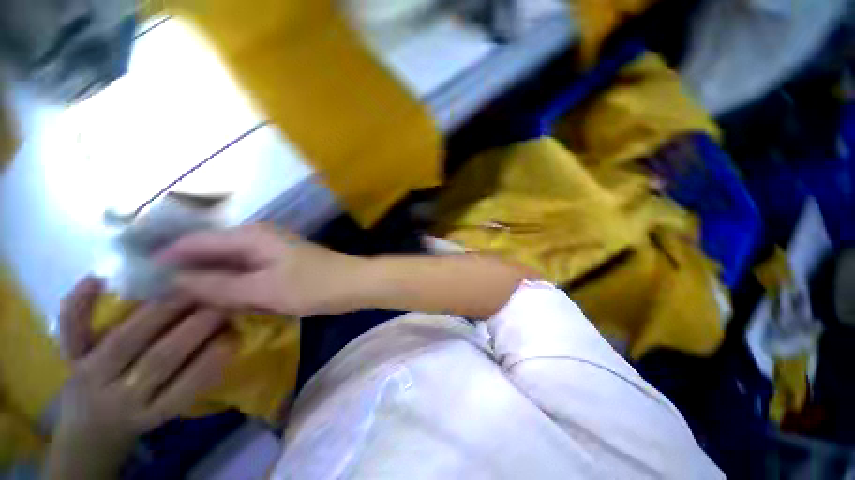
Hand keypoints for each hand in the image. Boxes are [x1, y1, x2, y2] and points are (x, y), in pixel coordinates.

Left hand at [46, 277, 233, 479]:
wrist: (90, 427)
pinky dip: (81, 303)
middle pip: (158, 360)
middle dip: (194, 327)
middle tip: (221, 301)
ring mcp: (90, 374)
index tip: (235, 333)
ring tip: (189, 286)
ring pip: (124, 339)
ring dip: (160, 310)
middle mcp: (118, 397)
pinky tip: (100, 278)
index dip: (211, 360)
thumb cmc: (140, 413)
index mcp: (149, 413)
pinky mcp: (70, 355)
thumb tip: (230, 339)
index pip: (184, 389)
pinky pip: (72, 328)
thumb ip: (195, 380)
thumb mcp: (168, 408)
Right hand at [157, 224, 368, 316]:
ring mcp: (269, 253)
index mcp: (250, 237)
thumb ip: (219, 285)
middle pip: (210, 252)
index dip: (166, 259)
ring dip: (206, 281)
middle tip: (151, 298)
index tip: (136, 280)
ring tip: (174, 303)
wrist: (353, 284)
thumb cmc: (314, 285)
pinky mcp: (278, 266)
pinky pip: (244, 274)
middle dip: (184, 272)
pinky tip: (214, 302)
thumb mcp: (263, 289)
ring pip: (227, 265)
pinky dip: (229, 286)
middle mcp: (257, 239)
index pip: (196, 242)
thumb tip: (173, 281)